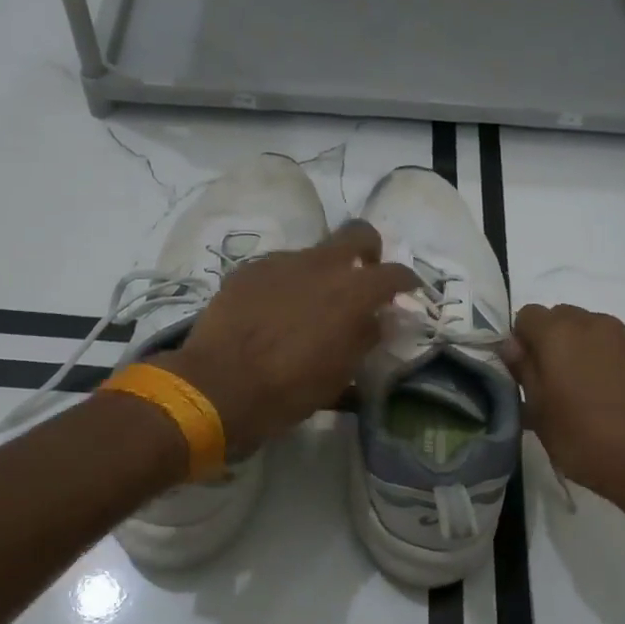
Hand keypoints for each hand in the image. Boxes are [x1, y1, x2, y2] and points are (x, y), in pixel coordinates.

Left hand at [161, 221, 416, 453]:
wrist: (217, 386)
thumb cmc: (289, 389)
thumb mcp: (340, 374)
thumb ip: (364, 338)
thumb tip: (378, 320)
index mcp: (353, 292)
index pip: (394, 273)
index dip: (406, 280)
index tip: (407, 290)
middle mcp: (321, 265)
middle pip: (358, 233)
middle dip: (368, 249)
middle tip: (363, 275)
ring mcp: (281, 262)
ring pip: (313, 253)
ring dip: (321, 272)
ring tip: (308, 305)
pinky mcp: (248, 270)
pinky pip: (278, 268)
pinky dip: (286, 284)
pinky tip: (273, 311)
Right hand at [503, 303, 624, 537]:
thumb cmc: (587, 440)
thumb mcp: (540, 413)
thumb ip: (524, 371)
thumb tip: (511, 345)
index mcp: (558, 333)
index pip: (526, 316)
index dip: (520, 342)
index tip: (524, 375)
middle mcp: (592, 323)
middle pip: (559, 318)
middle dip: (549, 343)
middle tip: (550, 384)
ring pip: (589, 331)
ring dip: (578, 350)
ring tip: (581, 392)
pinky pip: (614, 347)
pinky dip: (605, 361)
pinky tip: (609, 397)